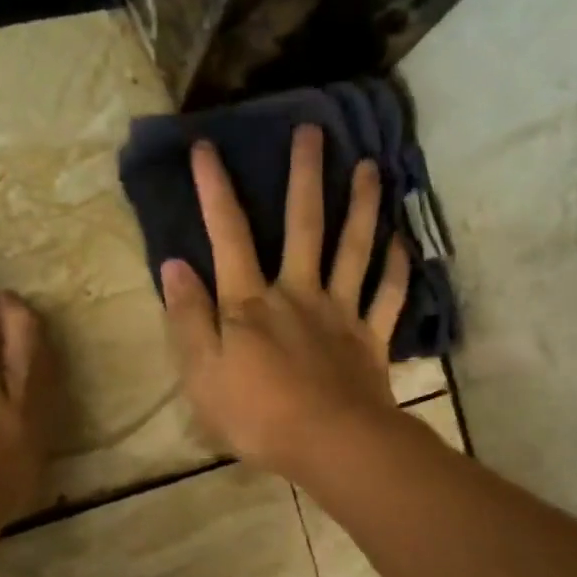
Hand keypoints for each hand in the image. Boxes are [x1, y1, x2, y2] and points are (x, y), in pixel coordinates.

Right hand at [161, 125, 409, 479]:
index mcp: (251, 303)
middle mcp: (298, 294)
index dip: (215, 190)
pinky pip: (386, 297)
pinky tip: (401, 242)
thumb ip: (188, 319)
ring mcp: (340, 313)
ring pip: (354, 250)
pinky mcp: (371, 339)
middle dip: (306, 176)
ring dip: (362, 206)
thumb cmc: (257, 416)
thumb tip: (174, 265)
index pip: (229, 235)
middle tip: (313, 131)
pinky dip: (396, 269)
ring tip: (370, 166)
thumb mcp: (202, 374)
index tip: (207, 147)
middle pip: (304, 226)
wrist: (330, 444)